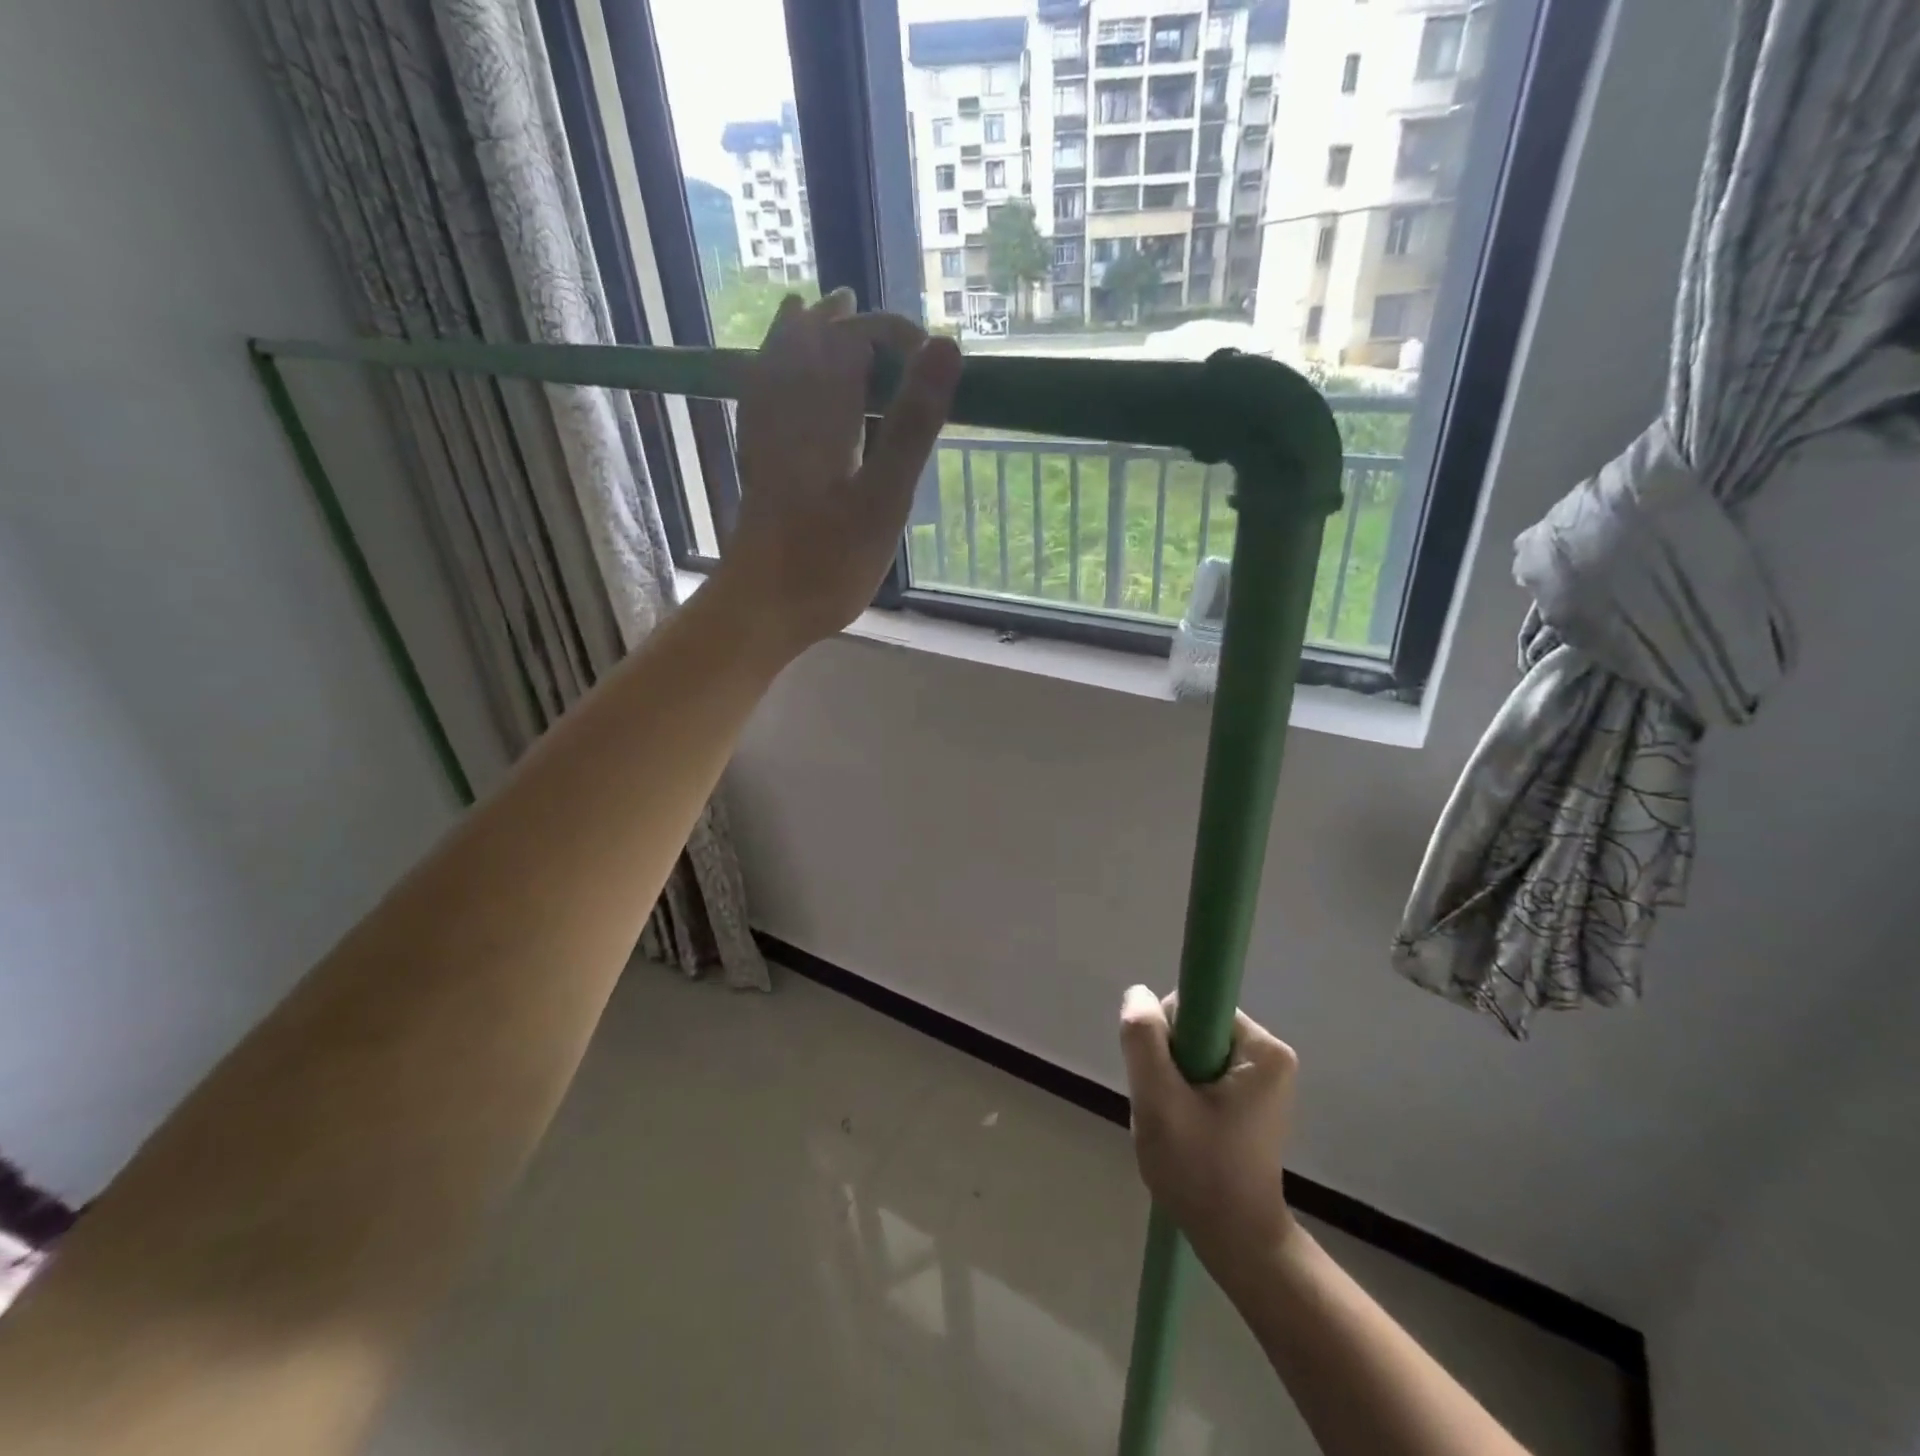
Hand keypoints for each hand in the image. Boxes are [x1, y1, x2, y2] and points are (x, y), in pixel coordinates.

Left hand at [718, 289, 960, 653]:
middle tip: (882, 323)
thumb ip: (913, 423)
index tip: (935, 363)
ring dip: (803, 333)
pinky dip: (771, 369)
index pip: (857, 340)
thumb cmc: (829, 560)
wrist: (763, 606)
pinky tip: (772, 372)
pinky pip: (760, 395)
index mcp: (823, 410)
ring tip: (820, 309)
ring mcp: (766, 435)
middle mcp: (788, 410)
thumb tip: (945, 347)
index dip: (897, 337)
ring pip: (778, 363)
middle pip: (812, 342)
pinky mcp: (757, 462)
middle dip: (848, 323)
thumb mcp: (885, 497)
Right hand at [1119, 986, 1298, 1271]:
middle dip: (1167, 1063)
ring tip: (1174, 1124)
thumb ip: (1143, 1039)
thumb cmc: (1200, 1172)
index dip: (1165, 1036)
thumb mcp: (1159, 1101)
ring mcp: (1262, 1078)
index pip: (1193, 1006)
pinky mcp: (1251, 1098)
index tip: (1164, 1079)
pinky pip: (1201, 1072)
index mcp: (1263, 1049)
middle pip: (1192, 1028)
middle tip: (1165, 1109)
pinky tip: (1183, 1128)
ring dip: (1171, 1082)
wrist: (1235, 1243)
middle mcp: (1269, 1054)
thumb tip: (1138, 993)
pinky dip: (1182, 1094)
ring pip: (1191, 1052)